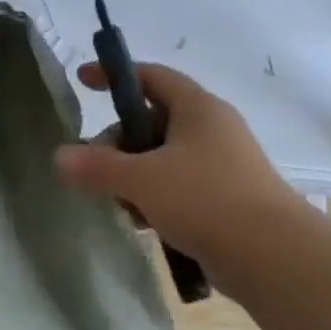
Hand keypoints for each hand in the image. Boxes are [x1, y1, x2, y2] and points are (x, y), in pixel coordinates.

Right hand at [54, 62, 293, 267]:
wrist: (271, 254)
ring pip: (164, 158)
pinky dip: (156, 197)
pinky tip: (145, 222)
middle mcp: (212, 128)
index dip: (115, 76)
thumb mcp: (141, 179)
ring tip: (122, 204)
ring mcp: (222, 163)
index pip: (150, 76)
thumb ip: (97, 167)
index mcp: (197, 108)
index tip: (83, 81)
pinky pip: (179, 185)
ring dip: (135, 176)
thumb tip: (60, 157)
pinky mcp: (226, 196)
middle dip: (119, 144)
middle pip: (152, 121)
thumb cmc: (204, 199)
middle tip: (97, 169)